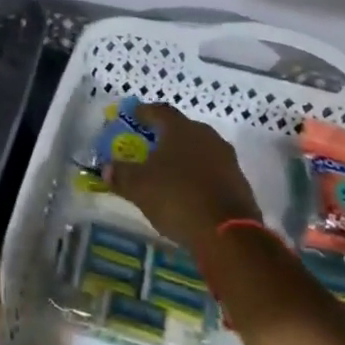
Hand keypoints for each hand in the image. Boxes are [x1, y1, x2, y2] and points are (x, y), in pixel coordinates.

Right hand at [104, 103, 262, 250]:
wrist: (228, 234)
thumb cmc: (177, 198)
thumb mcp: (138, 187)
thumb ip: (120, 174)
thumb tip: (106, 168)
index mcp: (181, 129)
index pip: (160, 111)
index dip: (144, 112)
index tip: (132, 116)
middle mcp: (207, 137)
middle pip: (182, 129)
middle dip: (164, 136)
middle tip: (148, 146)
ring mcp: (227, 160)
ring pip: (199, 150)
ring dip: (183, 157)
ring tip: (167, 171)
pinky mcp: (239, 183)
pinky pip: (212, 171)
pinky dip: (198, 176)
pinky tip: (187, 191)